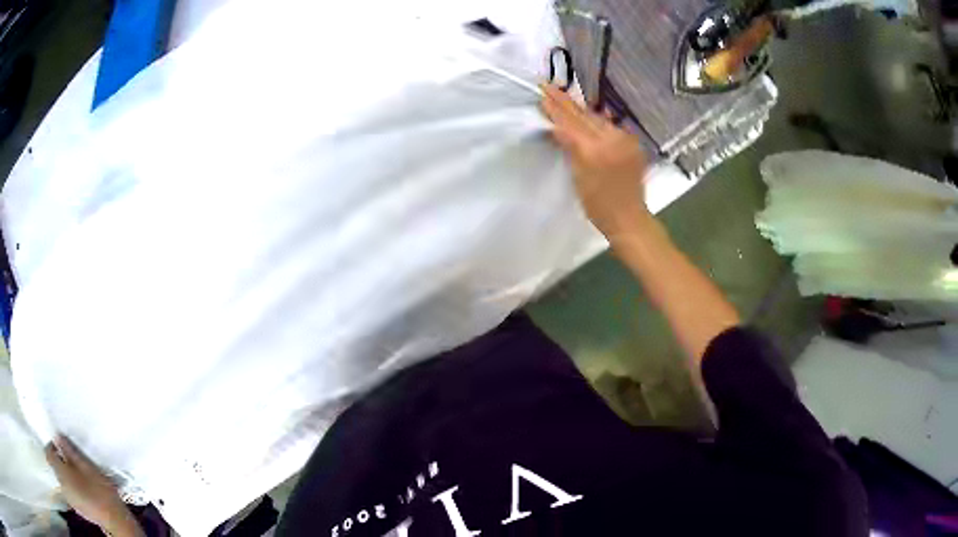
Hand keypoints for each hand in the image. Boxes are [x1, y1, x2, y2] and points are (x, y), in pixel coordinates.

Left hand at [44, 435, 142, 535]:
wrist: (116, 521)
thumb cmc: (100, 491)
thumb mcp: (86, 465)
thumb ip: (69, 450)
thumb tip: (57, 437)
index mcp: (61, 473)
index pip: (48, 453)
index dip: (52, 446)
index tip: (60, 445)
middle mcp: (62, 486)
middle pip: (55, 468)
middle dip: (61, 462)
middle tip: (73, 461)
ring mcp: (70, 500)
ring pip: (63, 481)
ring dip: (67, 475)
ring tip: (80, 477)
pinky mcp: (78, 509)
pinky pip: (69, 492)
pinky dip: (72, 487)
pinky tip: (84, 491)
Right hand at [539, 84, 651, 237]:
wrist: (628, 218)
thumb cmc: (598, 205)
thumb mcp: (578, 177)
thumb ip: (570, 147)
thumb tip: (556, 126)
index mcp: (595, 149)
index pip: (572, 123)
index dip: (556, 108)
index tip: (543, 92)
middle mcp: (612, 139)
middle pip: (585, 116)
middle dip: (566, 102)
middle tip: (549, 86)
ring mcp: (625, 140)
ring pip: (597, 119)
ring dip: (580, 109)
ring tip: (564, 97)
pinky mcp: (633, 144)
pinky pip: (610, 126)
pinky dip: (596, 120)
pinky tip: (589, 113)